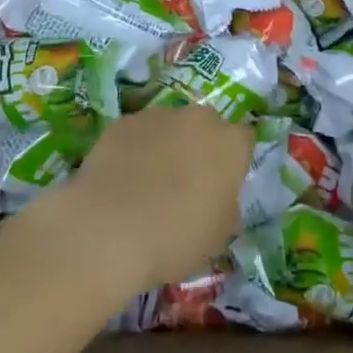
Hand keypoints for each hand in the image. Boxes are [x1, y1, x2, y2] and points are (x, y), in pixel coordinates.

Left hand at [56, 105, 253, 291]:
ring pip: (170, 126)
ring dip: (167, 146)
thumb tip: (219, 199)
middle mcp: (198, 118)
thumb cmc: (175, 237)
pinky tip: (123, 179)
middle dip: (201, 147)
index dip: (234, 162)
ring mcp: (158, 116)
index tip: (222, 185)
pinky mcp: (123, 122)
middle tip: (187, 183)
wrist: (108, 229)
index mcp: (230, 143)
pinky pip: (138, 133)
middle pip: (206, 126)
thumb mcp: (218, 235)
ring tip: (149, 183)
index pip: (244, 140)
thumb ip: (226, 207)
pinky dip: (135, 149)